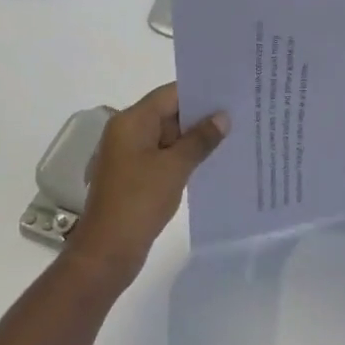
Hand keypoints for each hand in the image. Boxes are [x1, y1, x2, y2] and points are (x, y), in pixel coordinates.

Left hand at [66, 84, 227, 286]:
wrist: (106, 252)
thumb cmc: (139, 202)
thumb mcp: (175, 167)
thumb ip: (200, 139)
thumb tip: (222, 117)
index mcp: (131, 122)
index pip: (170, 94)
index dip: (200, 92)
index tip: (230, 93)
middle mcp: (127, 132)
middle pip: (168, 112)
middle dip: (201, 115)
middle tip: (238, 114)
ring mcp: (129, 155)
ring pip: (168, 136)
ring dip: (194, 137)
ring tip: (231, 136)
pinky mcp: (134, 175)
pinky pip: (163, 156)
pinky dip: (183, 156)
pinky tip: (210, 161)